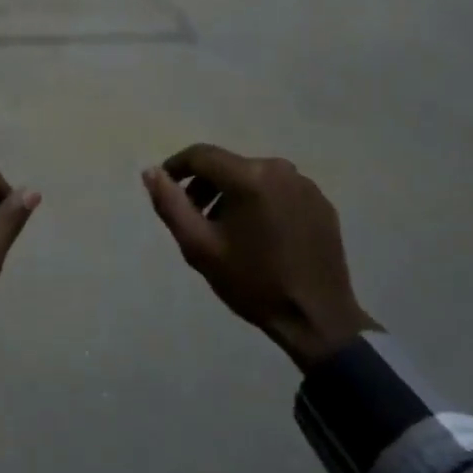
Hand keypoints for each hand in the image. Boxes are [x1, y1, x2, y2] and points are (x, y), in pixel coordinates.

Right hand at [142, 144, 375, 370]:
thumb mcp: (199, 246)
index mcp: (249, 176)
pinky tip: (260, 236)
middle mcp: (280, 169)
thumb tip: (151, 172)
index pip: (201, 155)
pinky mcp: (321, 203)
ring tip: (226, 231)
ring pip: (254, 177)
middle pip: (229, 166)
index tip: (165, 187)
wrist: (316, 317)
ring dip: (233, 195)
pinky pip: (279, 191)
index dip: (176, 167)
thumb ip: (171, 204)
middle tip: (195, 219)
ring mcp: (305, 185)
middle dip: (205, 186)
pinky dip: (261, 203)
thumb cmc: (253, 282)